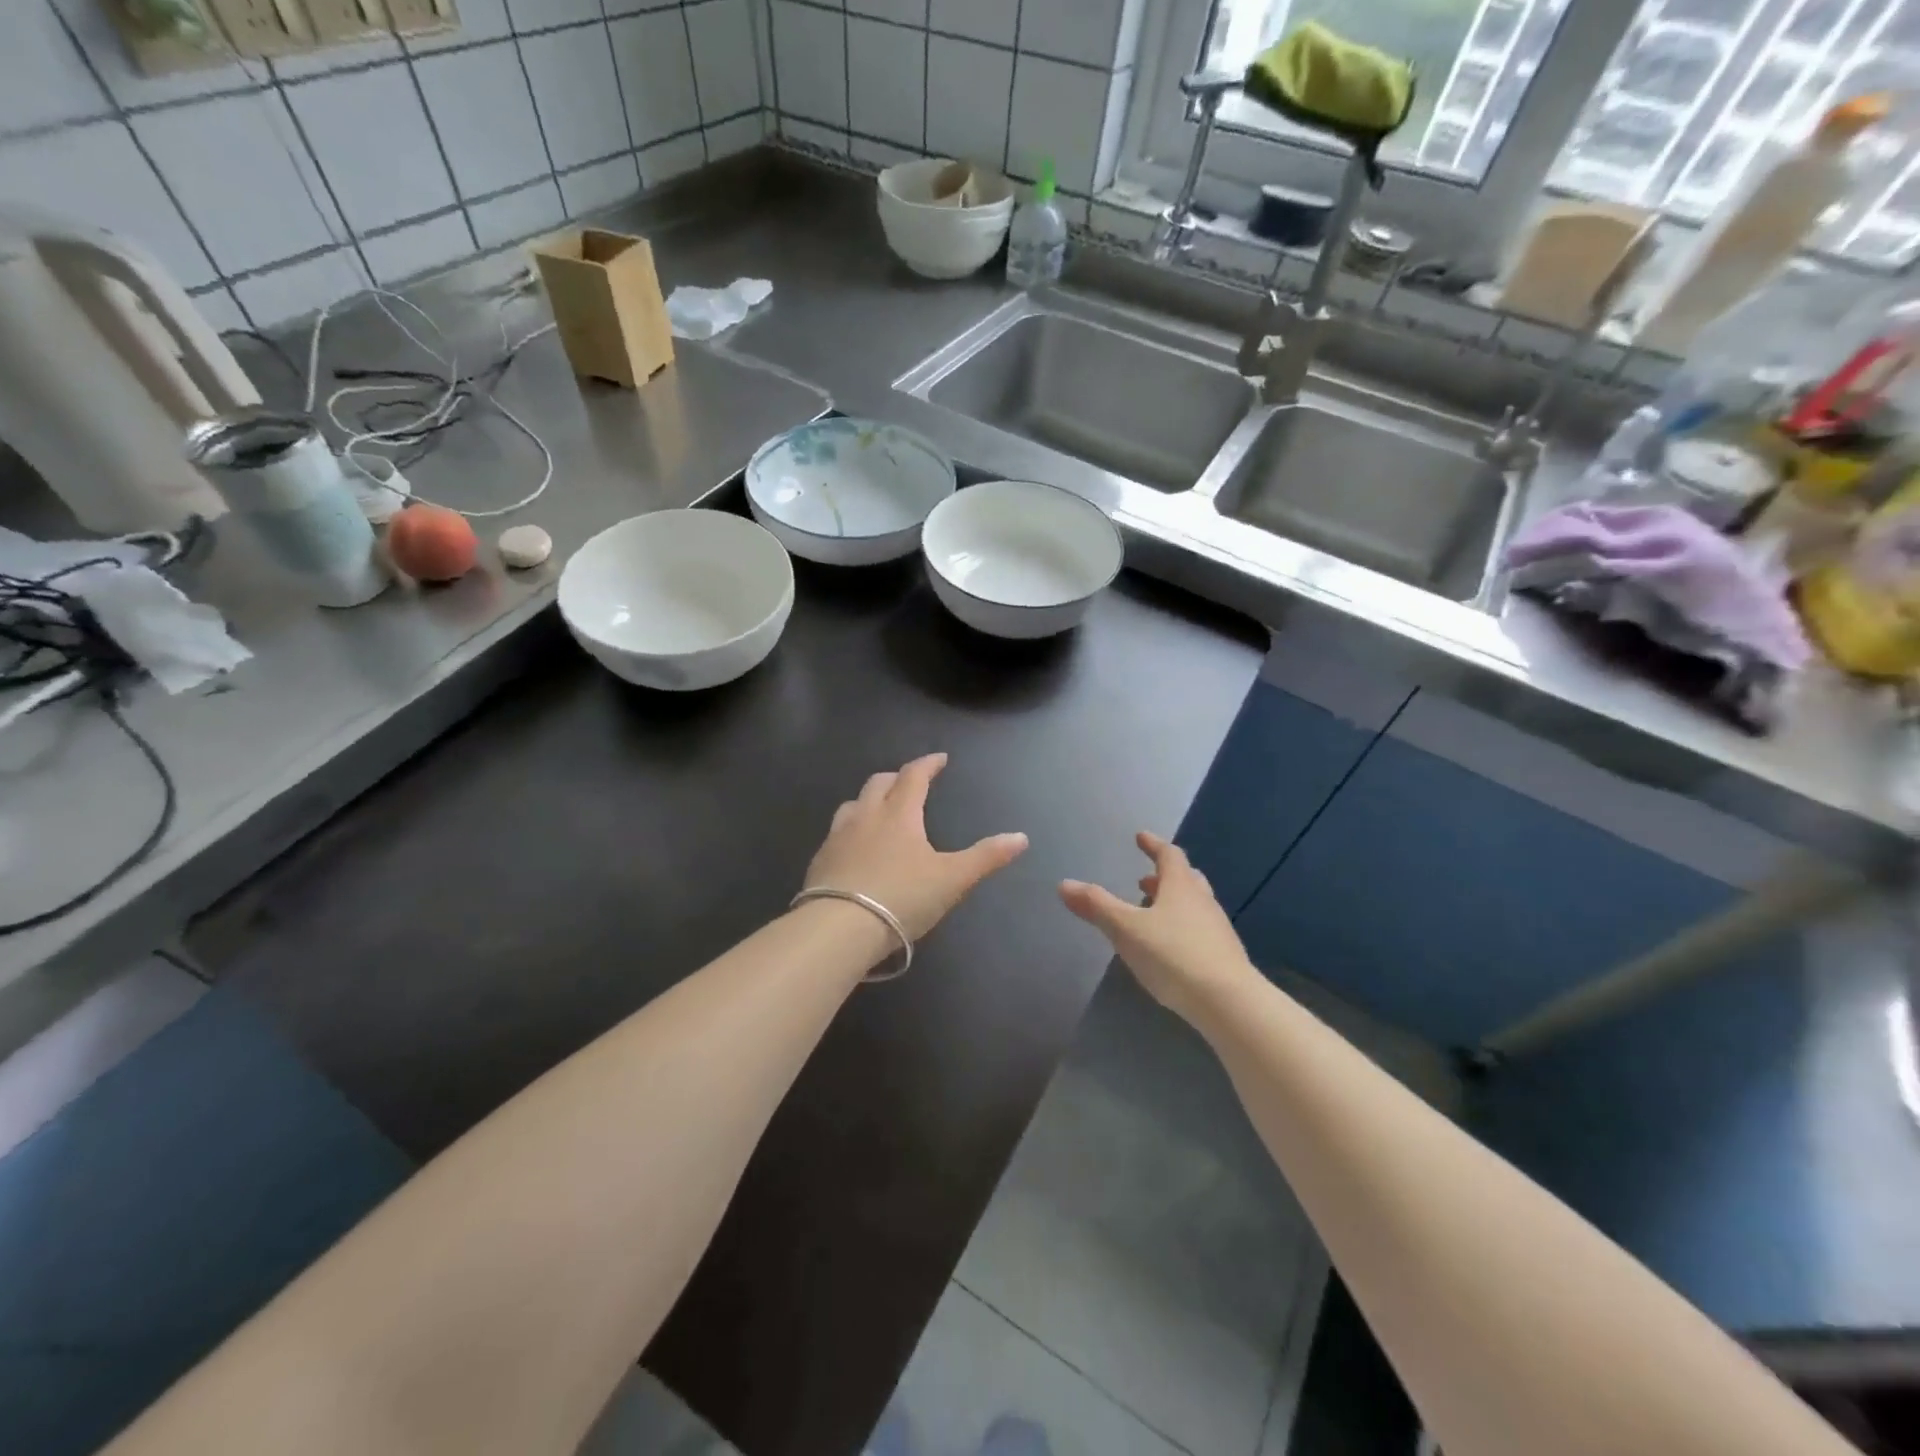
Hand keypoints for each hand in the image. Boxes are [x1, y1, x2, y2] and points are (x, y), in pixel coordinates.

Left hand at [804, 753, 1028, 942]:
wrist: (839, 928)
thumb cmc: (902, 897)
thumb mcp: (952, 879)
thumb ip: (986, 857)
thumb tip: (1021, 838)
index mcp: (900, 814)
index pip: (914, 776)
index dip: (928, 764)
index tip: (939, 759)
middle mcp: (866, 816)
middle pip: (879, 783)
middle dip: (896, 777)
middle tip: (910, 782)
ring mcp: (838, 837)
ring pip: (852, 804)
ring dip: (868, 800)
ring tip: (879, 809)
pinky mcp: (819, 860)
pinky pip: (835, 833)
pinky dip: (850, 829)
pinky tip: (854, 847)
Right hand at [1059, 832, 1254, 1023]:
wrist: (1228, 1003)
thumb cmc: (1173, 956)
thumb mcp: (1126, 929)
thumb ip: (1096, 906)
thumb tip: (1064, 883)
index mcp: (1181, 886)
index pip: (1169, 855)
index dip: (1154, 845)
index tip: (1141, 837)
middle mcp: (1203, 901)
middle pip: (1186, 878)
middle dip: (1164, 876)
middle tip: (1144, 879)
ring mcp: (1217, 929)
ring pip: (1194, 905)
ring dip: (1172, 902)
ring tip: (1152, 913)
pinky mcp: (1223, 956)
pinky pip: (1199, 930)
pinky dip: (1181, 927)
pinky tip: (1169, 947)